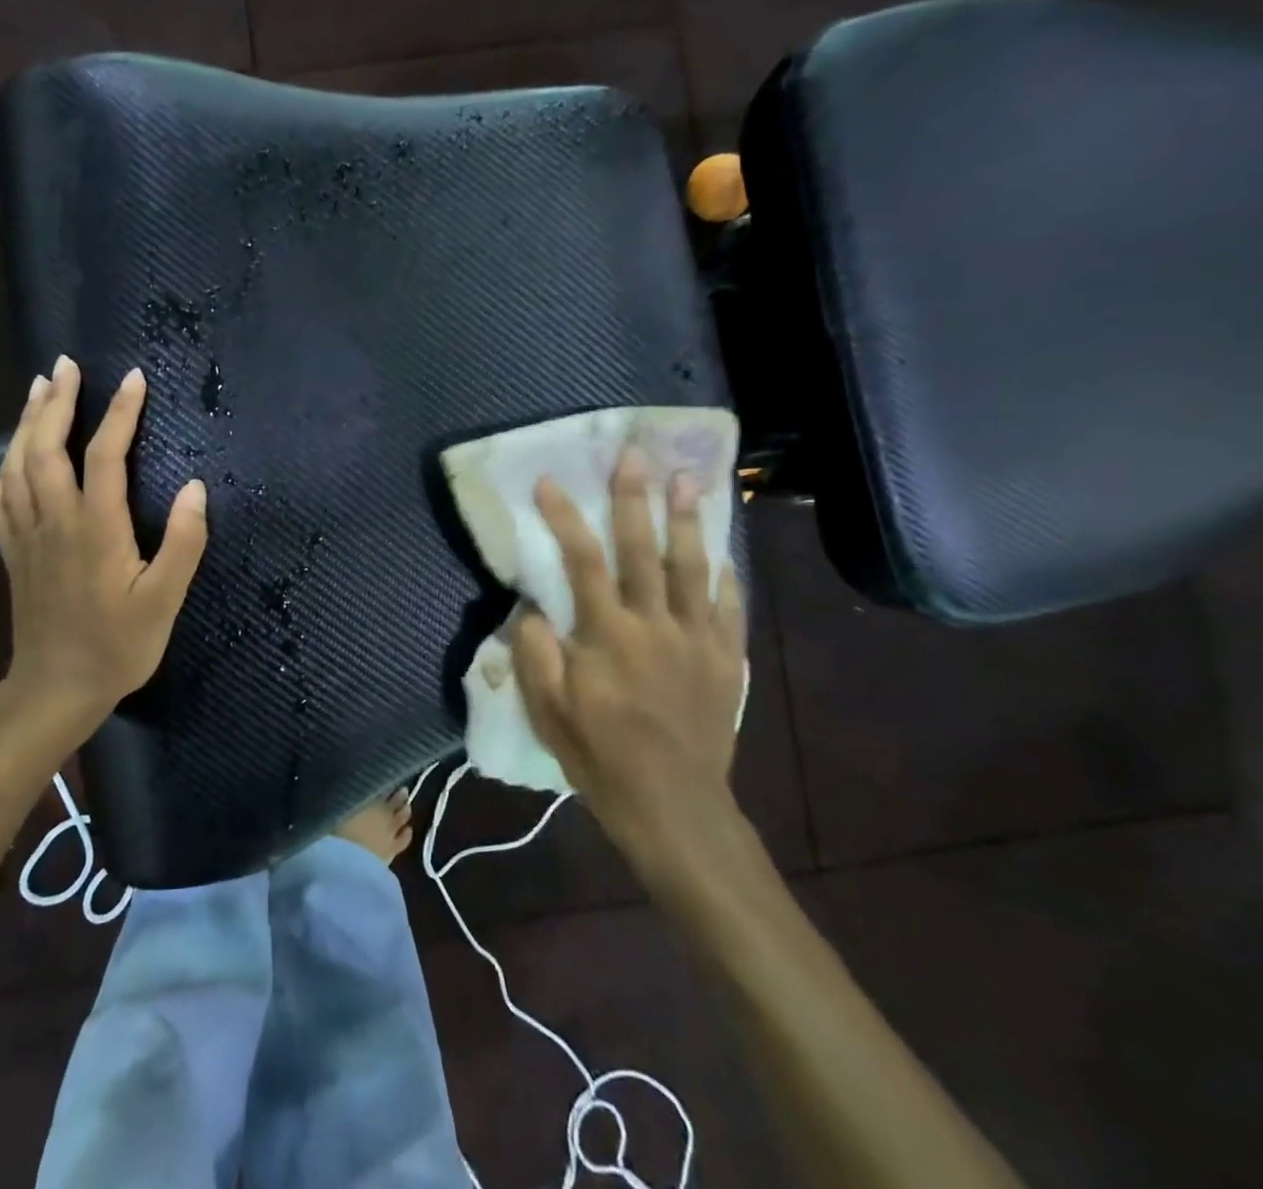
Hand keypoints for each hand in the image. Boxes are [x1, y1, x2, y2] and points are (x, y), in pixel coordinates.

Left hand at [0, 356, 207, 743]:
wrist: (55, 690)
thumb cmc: (117, 647)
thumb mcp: (164, 601)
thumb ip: (182, 543)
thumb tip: (195, 487)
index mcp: (95, 528)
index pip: (104, 455)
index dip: (120, 413)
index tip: (135, 378)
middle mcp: (54, 521)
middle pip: (45, 447)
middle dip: (56, 401)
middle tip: (66, 364)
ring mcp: (26, 536)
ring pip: (15, 465)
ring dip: (26, 422)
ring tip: (37, 388)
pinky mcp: (12, 553)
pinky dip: (4, 466)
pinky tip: (12, 456)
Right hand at [510, 446, 747, 892]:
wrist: (674, 807)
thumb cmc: (602, 757)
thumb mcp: (549, 711)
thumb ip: (537, 653)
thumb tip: (532, 607)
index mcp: (608, 635)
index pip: (583, 561)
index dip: (564, 518)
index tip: (549, 482)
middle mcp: (655, 625)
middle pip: (644, 550)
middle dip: (635, 499)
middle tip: (635, 455)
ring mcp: (697, 641)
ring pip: (693, 568)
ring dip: (689, 521)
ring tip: (689, 480)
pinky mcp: (726, 661)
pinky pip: (729, 609)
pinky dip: (726, 577)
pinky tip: (723, 555)